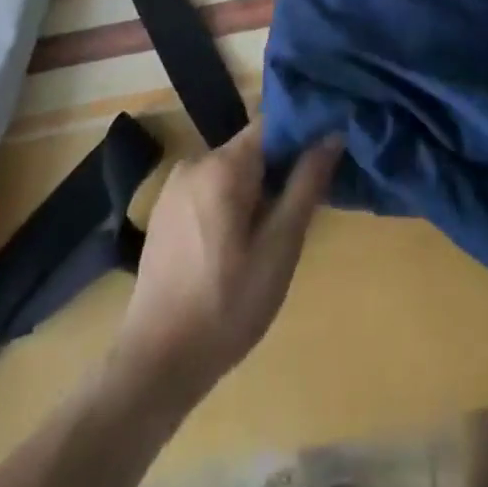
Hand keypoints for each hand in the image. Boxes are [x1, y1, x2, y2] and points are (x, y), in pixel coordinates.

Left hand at [111, 121, 341, 404]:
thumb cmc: (226, 306)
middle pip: (251, 148)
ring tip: (271, 237)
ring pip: (230, 171)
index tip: (324, 159)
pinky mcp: (164, 211)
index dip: (301, 135)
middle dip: (279, 171)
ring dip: (255, 191)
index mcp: (222, 164)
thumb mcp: (279, 248)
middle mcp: (195, 162)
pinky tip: (237, 247)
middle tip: (300, 212)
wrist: (155, 363)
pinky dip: (229, 204)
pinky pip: (208, 190)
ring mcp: (174, 186)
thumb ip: (306, 185)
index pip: (272, 123)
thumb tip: (332, 134)